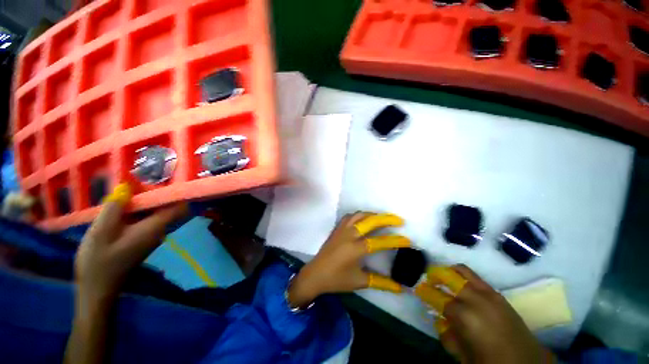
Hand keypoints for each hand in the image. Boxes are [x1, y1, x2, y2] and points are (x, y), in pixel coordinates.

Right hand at [75, 184, 186, 310]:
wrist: (97, 290)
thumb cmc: (98, 262)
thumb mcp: (101, 231)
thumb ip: (115, 208)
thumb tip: (128, 186)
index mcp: (155, 227)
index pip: (179, 207)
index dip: (177, 192)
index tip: (167, 178)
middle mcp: (158, 230)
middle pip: (166, 206)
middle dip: (154, 192)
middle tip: (135, 180)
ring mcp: (150, 235)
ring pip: (154, 212)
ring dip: (142, 200)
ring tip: (125, 188)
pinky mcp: (140, 239)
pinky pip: (144, 219)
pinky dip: (136, 210)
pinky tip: (119, 205)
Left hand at [288, 212, 409, 307]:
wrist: (315, 273)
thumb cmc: (337, 279)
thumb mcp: (360, 281)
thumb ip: (381, 282)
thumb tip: (400, 288)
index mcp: (356, 249)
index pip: (379, 241)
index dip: (394, 240)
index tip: (407, 240)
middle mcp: (350, 235)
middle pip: (370, 221)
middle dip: (386, 219)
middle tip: (398, 220)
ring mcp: (342, 229)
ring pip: (359, 215)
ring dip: (373, 214)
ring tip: (383, 218)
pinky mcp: (337, 228)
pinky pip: (350, 216)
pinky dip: (360, 214)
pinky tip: (364, 218)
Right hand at [415, 265, 554, 363]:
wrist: (527, 363)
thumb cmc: (491, 362)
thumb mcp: (462, 355)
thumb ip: (447, 335)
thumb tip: (439, 319)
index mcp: (464, 315)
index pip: (437, 297)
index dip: (426, 292)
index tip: (418, 289)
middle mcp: (475, 298)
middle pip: (448, 277)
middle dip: (435, 276)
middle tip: (429, 280)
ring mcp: (489, 294)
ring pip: (463, 271)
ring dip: (450, 272)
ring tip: (444, 279)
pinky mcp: (498, 294)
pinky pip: (477, 278)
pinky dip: (464, 277)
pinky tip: (463, 287)